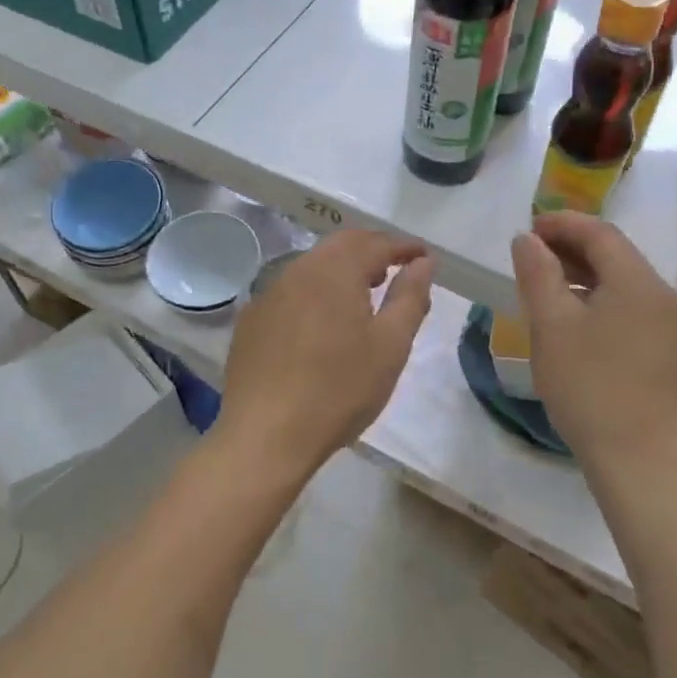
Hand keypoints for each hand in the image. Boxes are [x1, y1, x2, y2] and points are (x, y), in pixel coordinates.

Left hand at [217, 231, 433, 476]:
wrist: (265, 434)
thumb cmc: (339, 389)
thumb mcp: (390, 346)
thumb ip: (409, 297)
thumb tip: (423, 262)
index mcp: (335, 270)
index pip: (376, 243)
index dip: (404, 247)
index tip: (424, 257)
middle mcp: (298, 270)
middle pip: (340, 246)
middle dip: (371, 251)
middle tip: (395, 270)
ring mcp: (269, 294)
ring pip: (313, 266)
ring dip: (342, 270)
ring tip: (363, 295)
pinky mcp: (252, 320)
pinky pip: (291, 291)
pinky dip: (315, 292)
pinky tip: (321, 322)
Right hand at [510, 212, 676, 485]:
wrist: (641, 462)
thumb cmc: (590, 387)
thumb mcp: (551, 326)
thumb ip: (538, 274)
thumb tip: (527, 239)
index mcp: (638, 282)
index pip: (600, 232)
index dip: (562, 224)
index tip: (527, 230)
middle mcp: (662, 296)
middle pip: (615, 254)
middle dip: (571, 247)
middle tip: (530, 257)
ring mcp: (670, 327)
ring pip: (623, 283)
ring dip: (584, 275)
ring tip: (545, 287)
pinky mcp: (668, 353)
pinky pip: (630, 308)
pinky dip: (599, 300)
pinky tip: (574, 322)